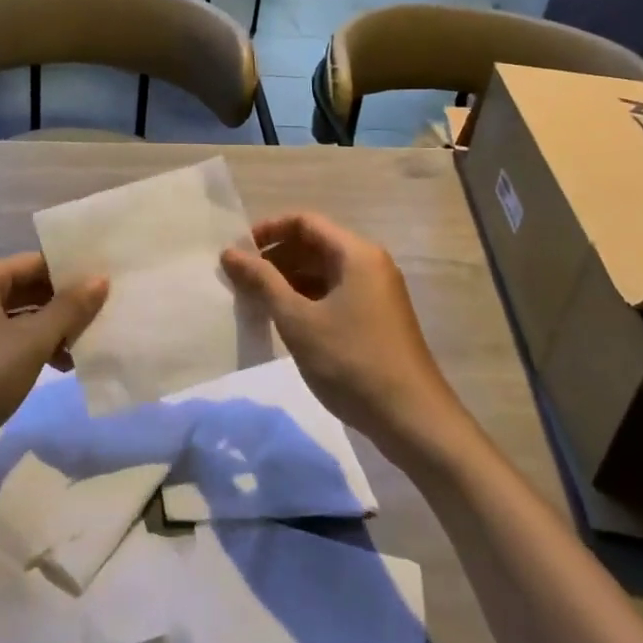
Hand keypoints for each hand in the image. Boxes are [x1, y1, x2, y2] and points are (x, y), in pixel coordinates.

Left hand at [0, 253, 106, 477]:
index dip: (70, 271)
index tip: (106, 282)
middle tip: (104, 313)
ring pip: (19, 317)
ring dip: (53, 329)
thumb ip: (69, 308)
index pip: (34, 262)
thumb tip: (101, 279)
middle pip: (27, 288)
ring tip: (89, 344)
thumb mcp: (32, 342)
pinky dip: (34, 348)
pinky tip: (63, 366)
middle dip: (64, 303)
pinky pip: (8, 340)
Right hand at [222, 212, 464, 455]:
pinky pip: (334, 294)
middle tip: (240, 281)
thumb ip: (262, 281)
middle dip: (274, 258)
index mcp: (356, 254)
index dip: (267, 231)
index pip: (304, 222)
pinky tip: (283, 321)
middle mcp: (369, 264)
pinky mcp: (376, 318)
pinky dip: (306, 299)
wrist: (412, 420)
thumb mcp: (298, 320)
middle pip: (313, 245)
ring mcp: (375, 292)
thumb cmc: (351, 362)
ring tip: (255, 302)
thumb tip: (230, 253)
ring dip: (287, 281)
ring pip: (322, 272)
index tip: (238, 253)